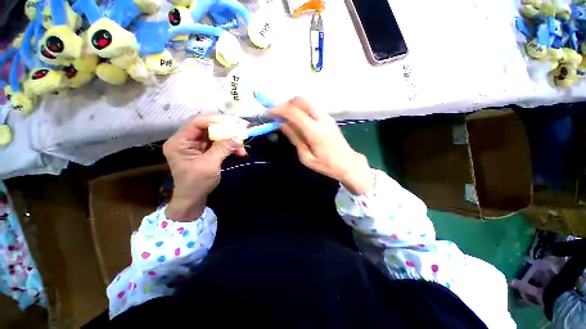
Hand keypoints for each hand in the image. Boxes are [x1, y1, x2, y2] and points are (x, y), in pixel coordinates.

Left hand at [163, 115, 247, 220]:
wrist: (194, 198)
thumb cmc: (196, 183)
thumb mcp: (209, 165)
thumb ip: (222, 149)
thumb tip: (238, 138)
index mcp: (180, 142)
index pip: (197, 122)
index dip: (216, 120)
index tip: (234, 123)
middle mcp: (187, 139)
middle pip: (208, 125)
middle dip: (227, 127)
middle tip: (243, 127)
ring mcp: (197, 144)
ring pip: (216, 133)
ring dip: (231, 138)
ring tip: (243, 143)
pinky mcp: (206, 149)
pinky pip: (220, 142)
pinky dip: (231, 145)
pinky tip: (240, 151)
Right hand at [271, 97, 373, 194]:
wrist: (348, 163)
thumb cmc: (326, 165)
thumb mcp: (306, 157)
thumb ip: (294, 138)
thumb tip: (281, 124)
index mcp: (315, 131)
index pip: (293, 112)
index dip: (278, 110)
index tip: (268, 113)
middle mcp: (321, 118)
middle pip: (300, 100)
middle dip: (286, 104)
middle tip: (278, 115)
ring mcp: (327, 116)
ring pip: (306, 102)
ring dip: (293, 106)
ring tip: (286, 118)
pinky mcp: (329, 118)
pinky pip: (312, 107)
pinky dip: (301, 109)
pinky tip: (298, 121)